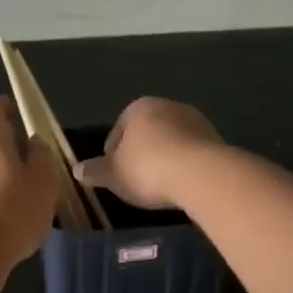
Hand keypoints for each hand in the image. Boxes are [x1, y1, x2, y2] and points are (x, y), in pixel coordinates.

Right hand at [74, 97, 222, 210]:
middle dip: (141, 153)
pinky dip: (185, 166)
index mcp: (139, 108)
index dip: (113, 153)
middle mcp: (168, 106)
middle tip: (136, 180)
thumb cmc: (147, 168)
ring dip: (165, 158)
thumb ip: (94, 171)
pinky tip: (181, 185)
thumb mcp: (113, 174)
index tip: (114, 174)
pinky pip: (192, 153)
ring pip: (172, 141)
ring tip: (160, 185)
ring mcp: (196, 121)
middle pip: (147, 132)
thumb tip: (76, 170)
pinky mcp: (217, 139)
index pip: (118, 129)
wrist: (201, 174)